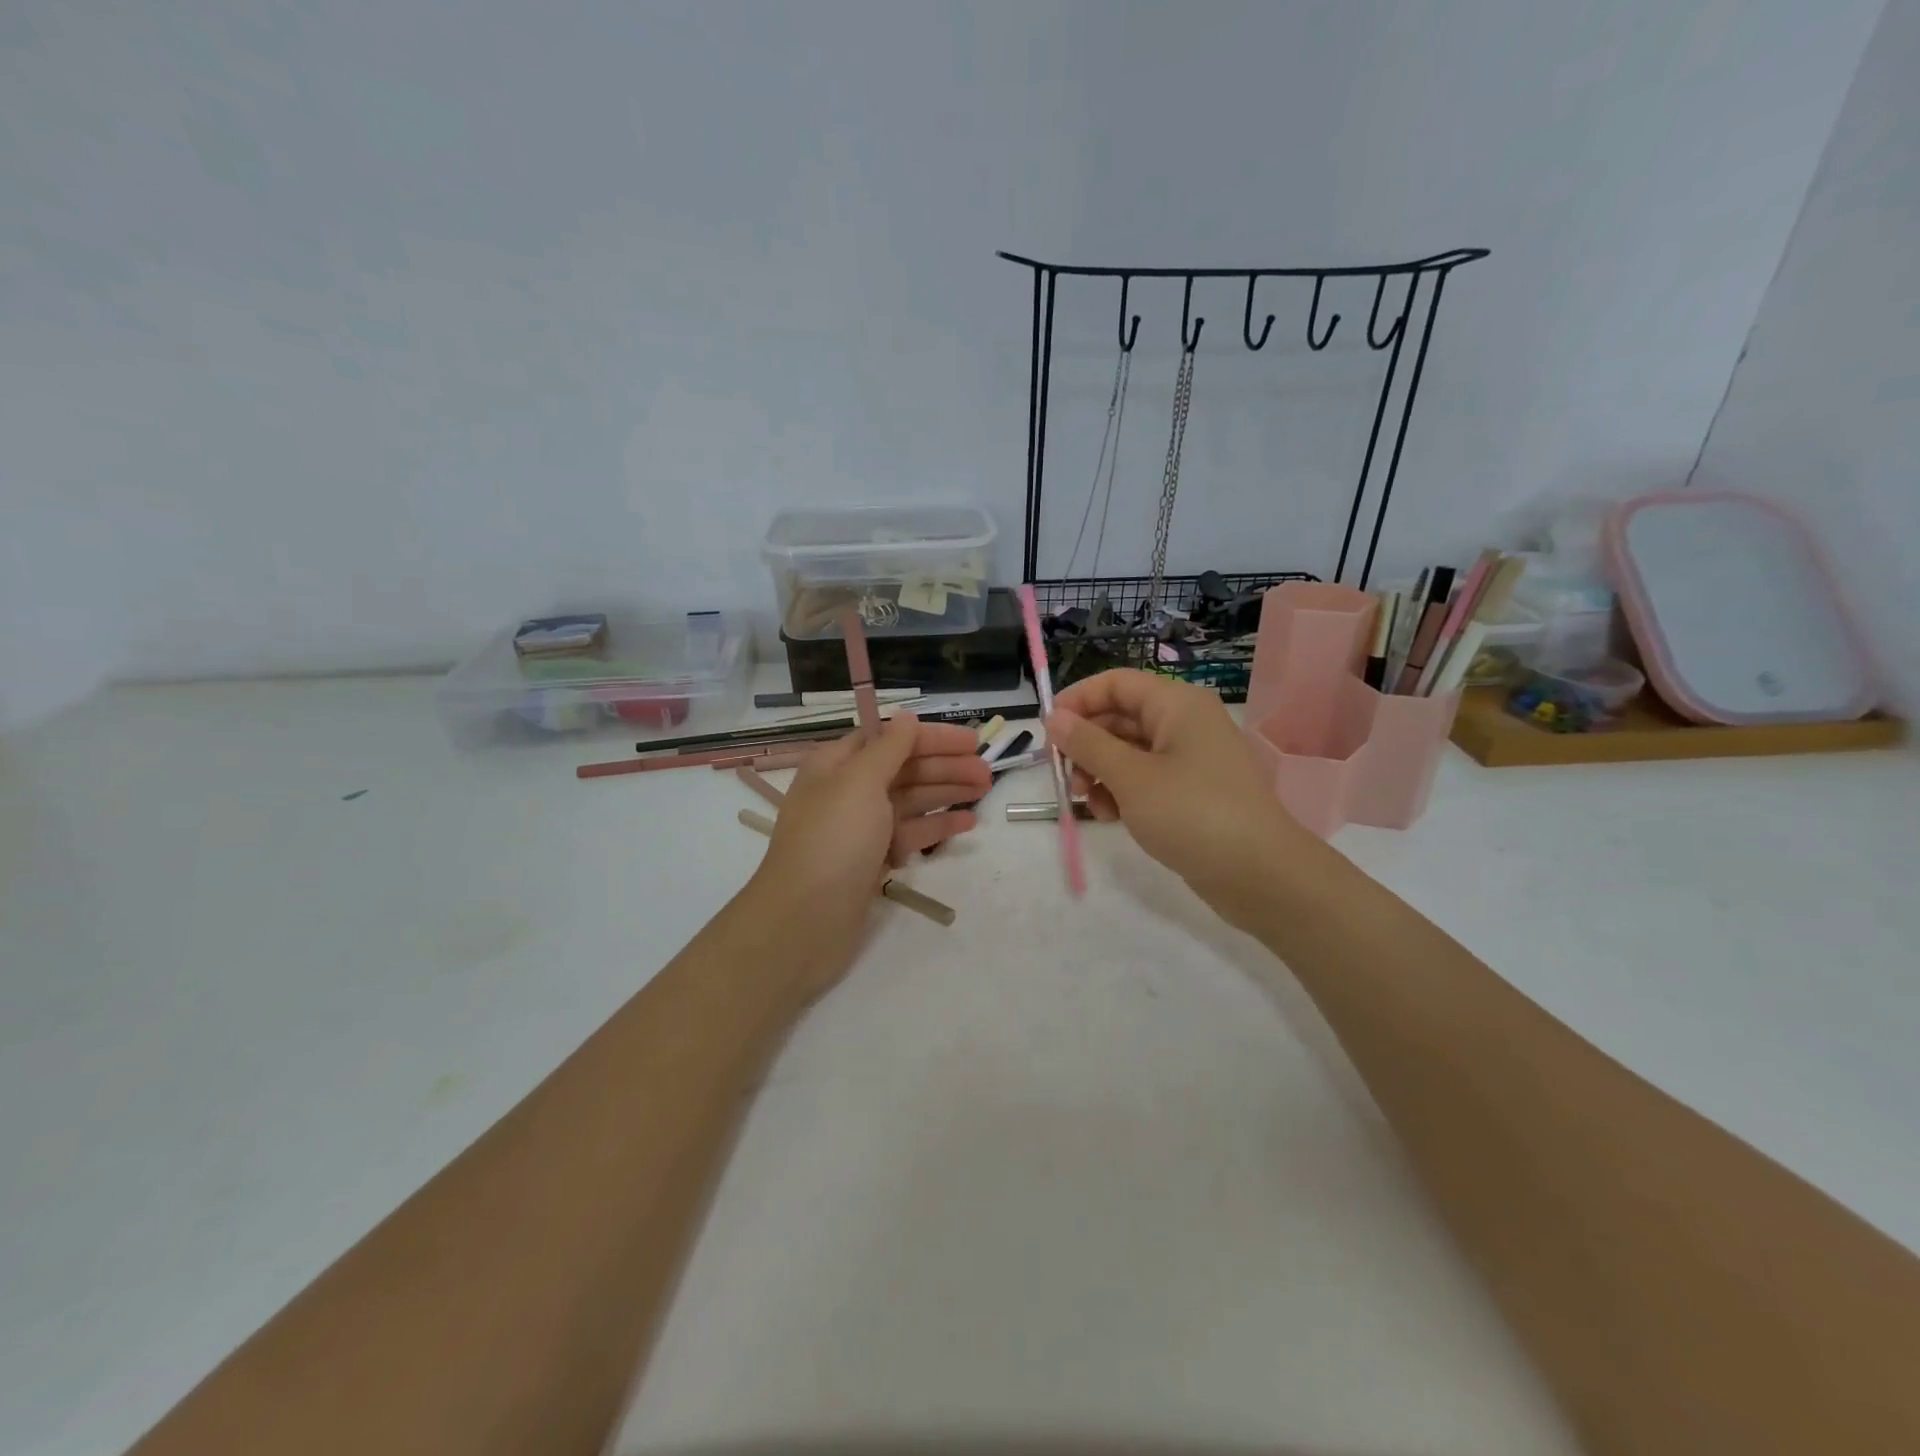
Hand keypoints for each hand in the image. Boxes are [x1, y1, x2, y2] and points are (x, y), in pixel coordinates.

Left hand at [747, 714, 990, 987]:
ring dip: (947, 792)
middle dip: (945, 766)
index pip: (890, 738)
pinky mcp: (872, 861)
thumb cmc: (833, 840)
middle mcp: (847, 791)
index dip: (931, 737)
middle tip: (987, 772)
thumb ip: (889, 748)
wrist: (804, 920)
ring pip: (911, 801)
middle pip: (904, 769)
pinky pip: (910, 834)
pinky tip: (966, 824)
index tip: (972, 742)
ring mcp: (861, 829)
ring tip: (984, 790)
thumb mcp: (859, 782)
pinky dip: (937, 827)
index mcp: (837, 764)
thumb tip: (907, 717)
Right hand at [1047, 670, 1316, 930]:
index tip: (1047, 730)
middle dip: (1087, 745)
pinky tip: (1111, 818)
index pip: (1116, 684)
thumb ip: (1088, 745)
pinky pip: (1145, 779)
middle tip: (1064, 776)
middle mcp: (1184, 723)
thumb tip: (1054, 718)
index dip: (1078, 700)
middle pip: (1120, 718)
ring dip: (1100, 773)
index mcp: (1176, 705)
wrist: (1259, 875)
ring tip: (1090, 803)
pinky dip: (1122, 792)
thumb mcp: (1131, 778)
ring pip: (1128, 752)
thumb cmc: (1192, 814)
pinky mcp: (1191, 791)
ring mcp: (1189, 759)